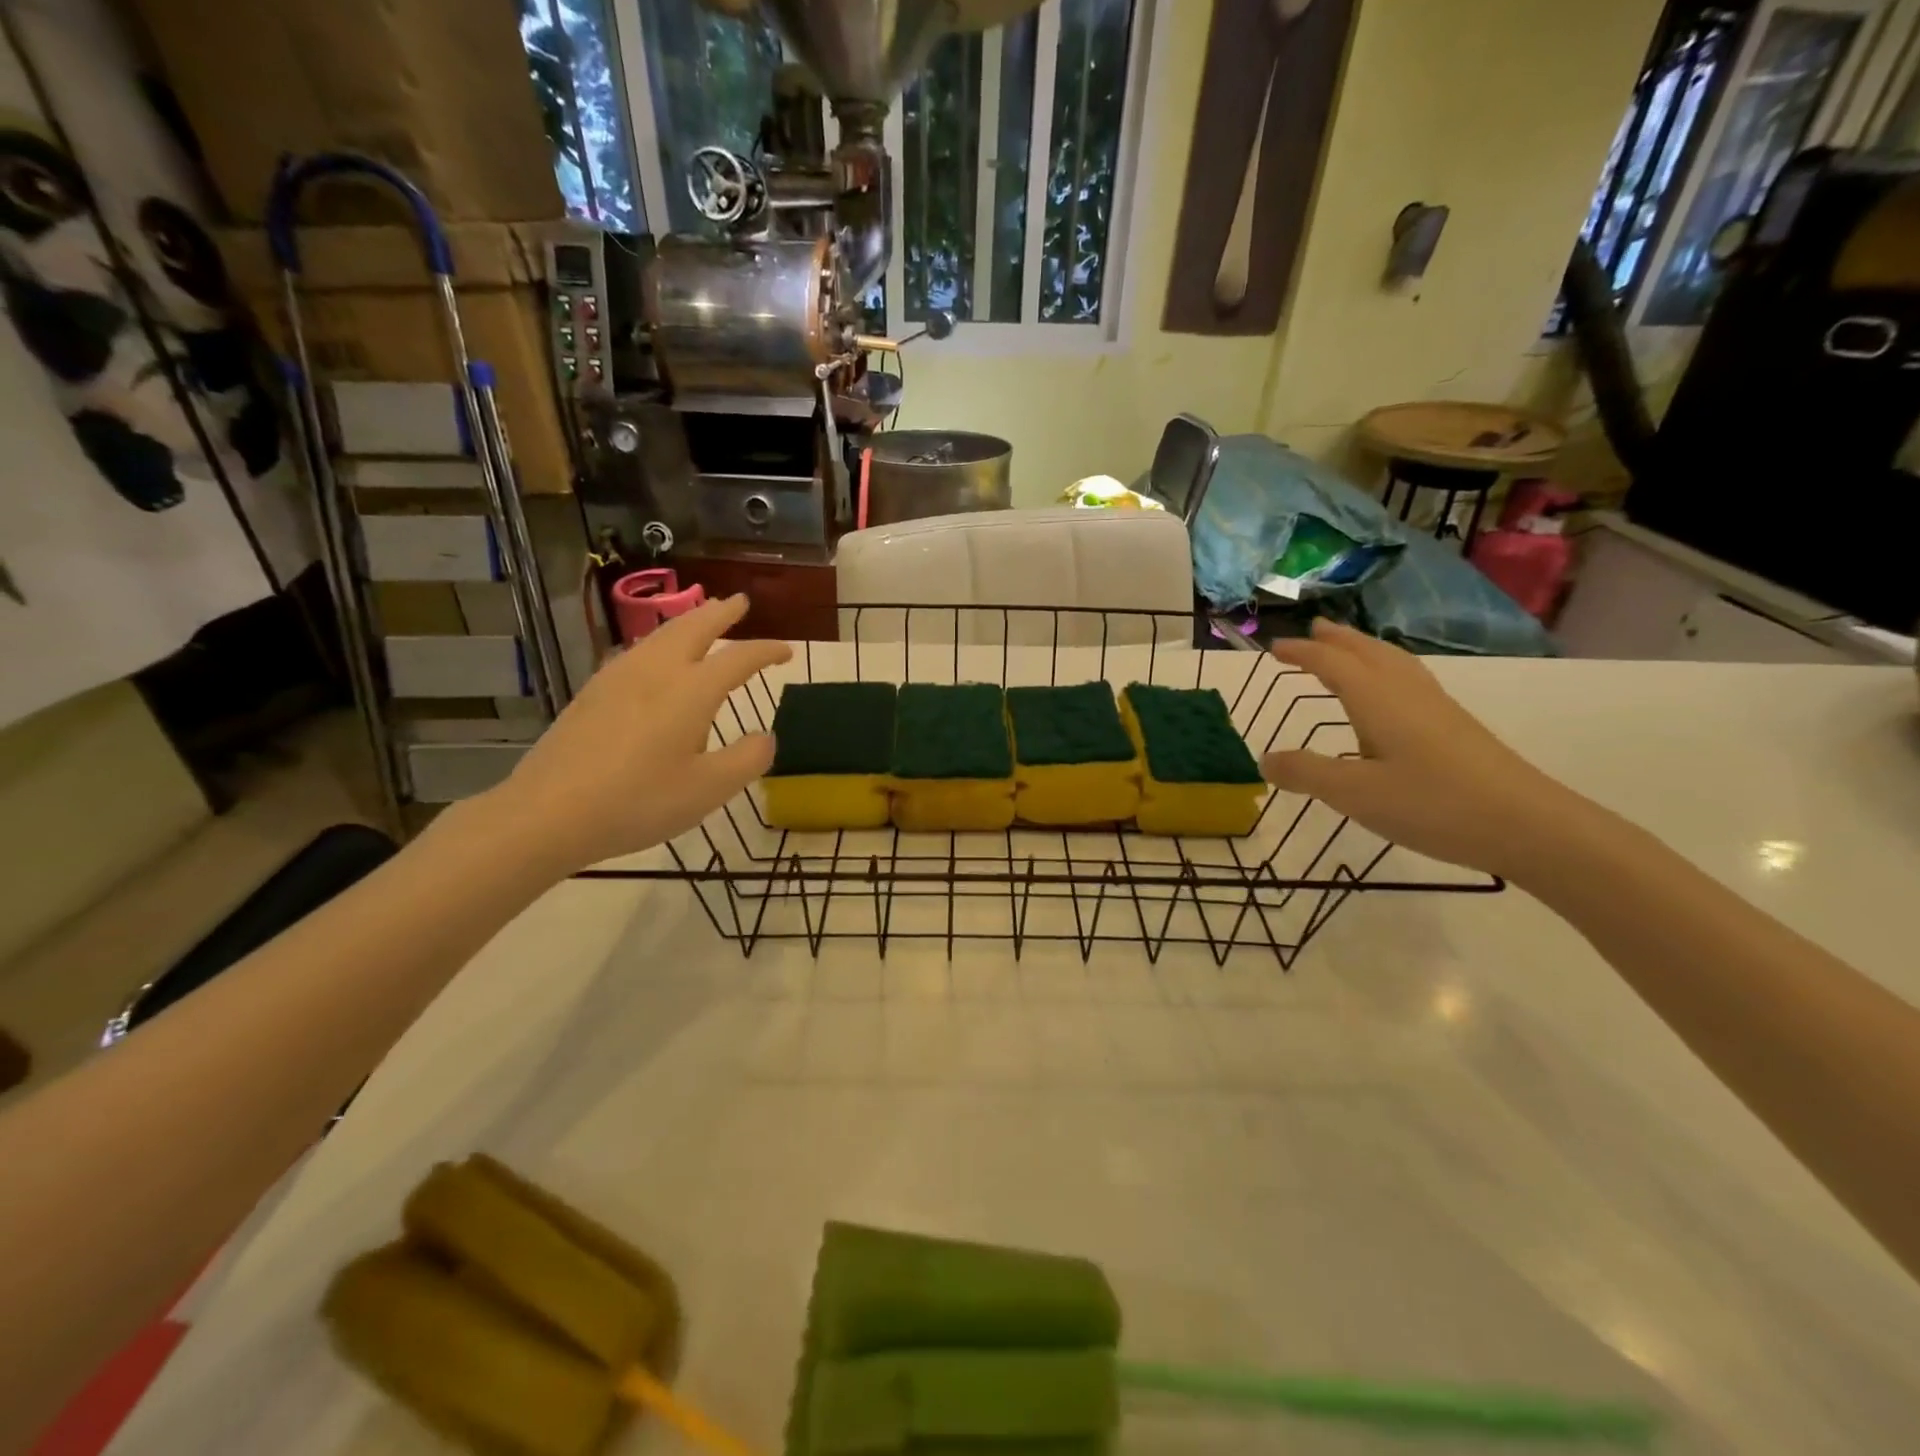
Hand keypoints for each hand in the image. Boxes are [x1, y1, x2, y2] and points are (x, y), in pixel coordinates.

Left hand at [487, 595, 790, 872]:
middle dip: (721, 612)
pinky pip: (637, 650)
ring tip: (703, 618)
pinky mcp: (593, 692)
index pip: (739, 658)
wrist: (548, 813)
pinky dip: (660, 641)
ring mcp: (619, 678)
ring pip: (661, 635)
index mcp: (692, 691)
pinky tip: (654, 655)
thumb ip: (747, 759)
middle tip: (740, 601)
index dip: (767, 650)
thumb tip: (766, 736)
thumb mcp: (708, 790)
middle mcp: (657, 672)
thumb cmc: (638, 802)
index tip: (788, 651)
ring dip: (689, 621)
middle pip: (694, 627)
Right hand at [1261, 620, 1582, 879]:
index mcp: (1378, 701)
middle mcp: (1407, 694)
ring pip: (1395, 664)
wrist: (1529, 825)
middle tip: (1314, 629)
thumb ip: (1307, 774)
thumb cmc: (1433, 805)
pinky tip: (1390, 695)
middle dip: (1338, 640)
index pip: (1332, 665)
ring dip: (1365, 650)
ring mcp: (1436, 709)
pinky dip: (1387, 671)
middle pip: (1368, 653)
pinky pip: (1410, 681)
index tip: (1273, 649)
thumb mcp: (1356, 794)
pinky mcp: (1455, 728)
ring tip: (1348, 648)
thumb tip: (1266, 759)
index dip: (1302, 654)